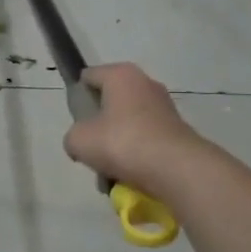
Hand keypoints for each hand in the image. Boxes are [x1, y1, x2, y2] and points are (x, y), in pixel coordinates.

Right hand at [63, 63, 207, 198]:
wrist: (176, 169)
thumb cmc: (122, 142)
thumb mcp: (79, 140)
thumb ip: (73, 136)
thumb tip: (83, 141)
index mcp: (120, 75)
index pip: (88, 76)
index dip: (78, 97)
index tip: (75, 120)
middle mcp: (145, 83)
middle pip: (109, 102)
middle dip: (98, 126)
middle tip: (91, 147)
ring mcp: (164, 107)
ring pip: (126, 124)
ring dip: (116, 145)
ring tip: (109, 170)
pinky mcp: (177, 130)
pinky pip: (145, 140)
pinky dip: (136, 156)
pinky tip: (128, 176)